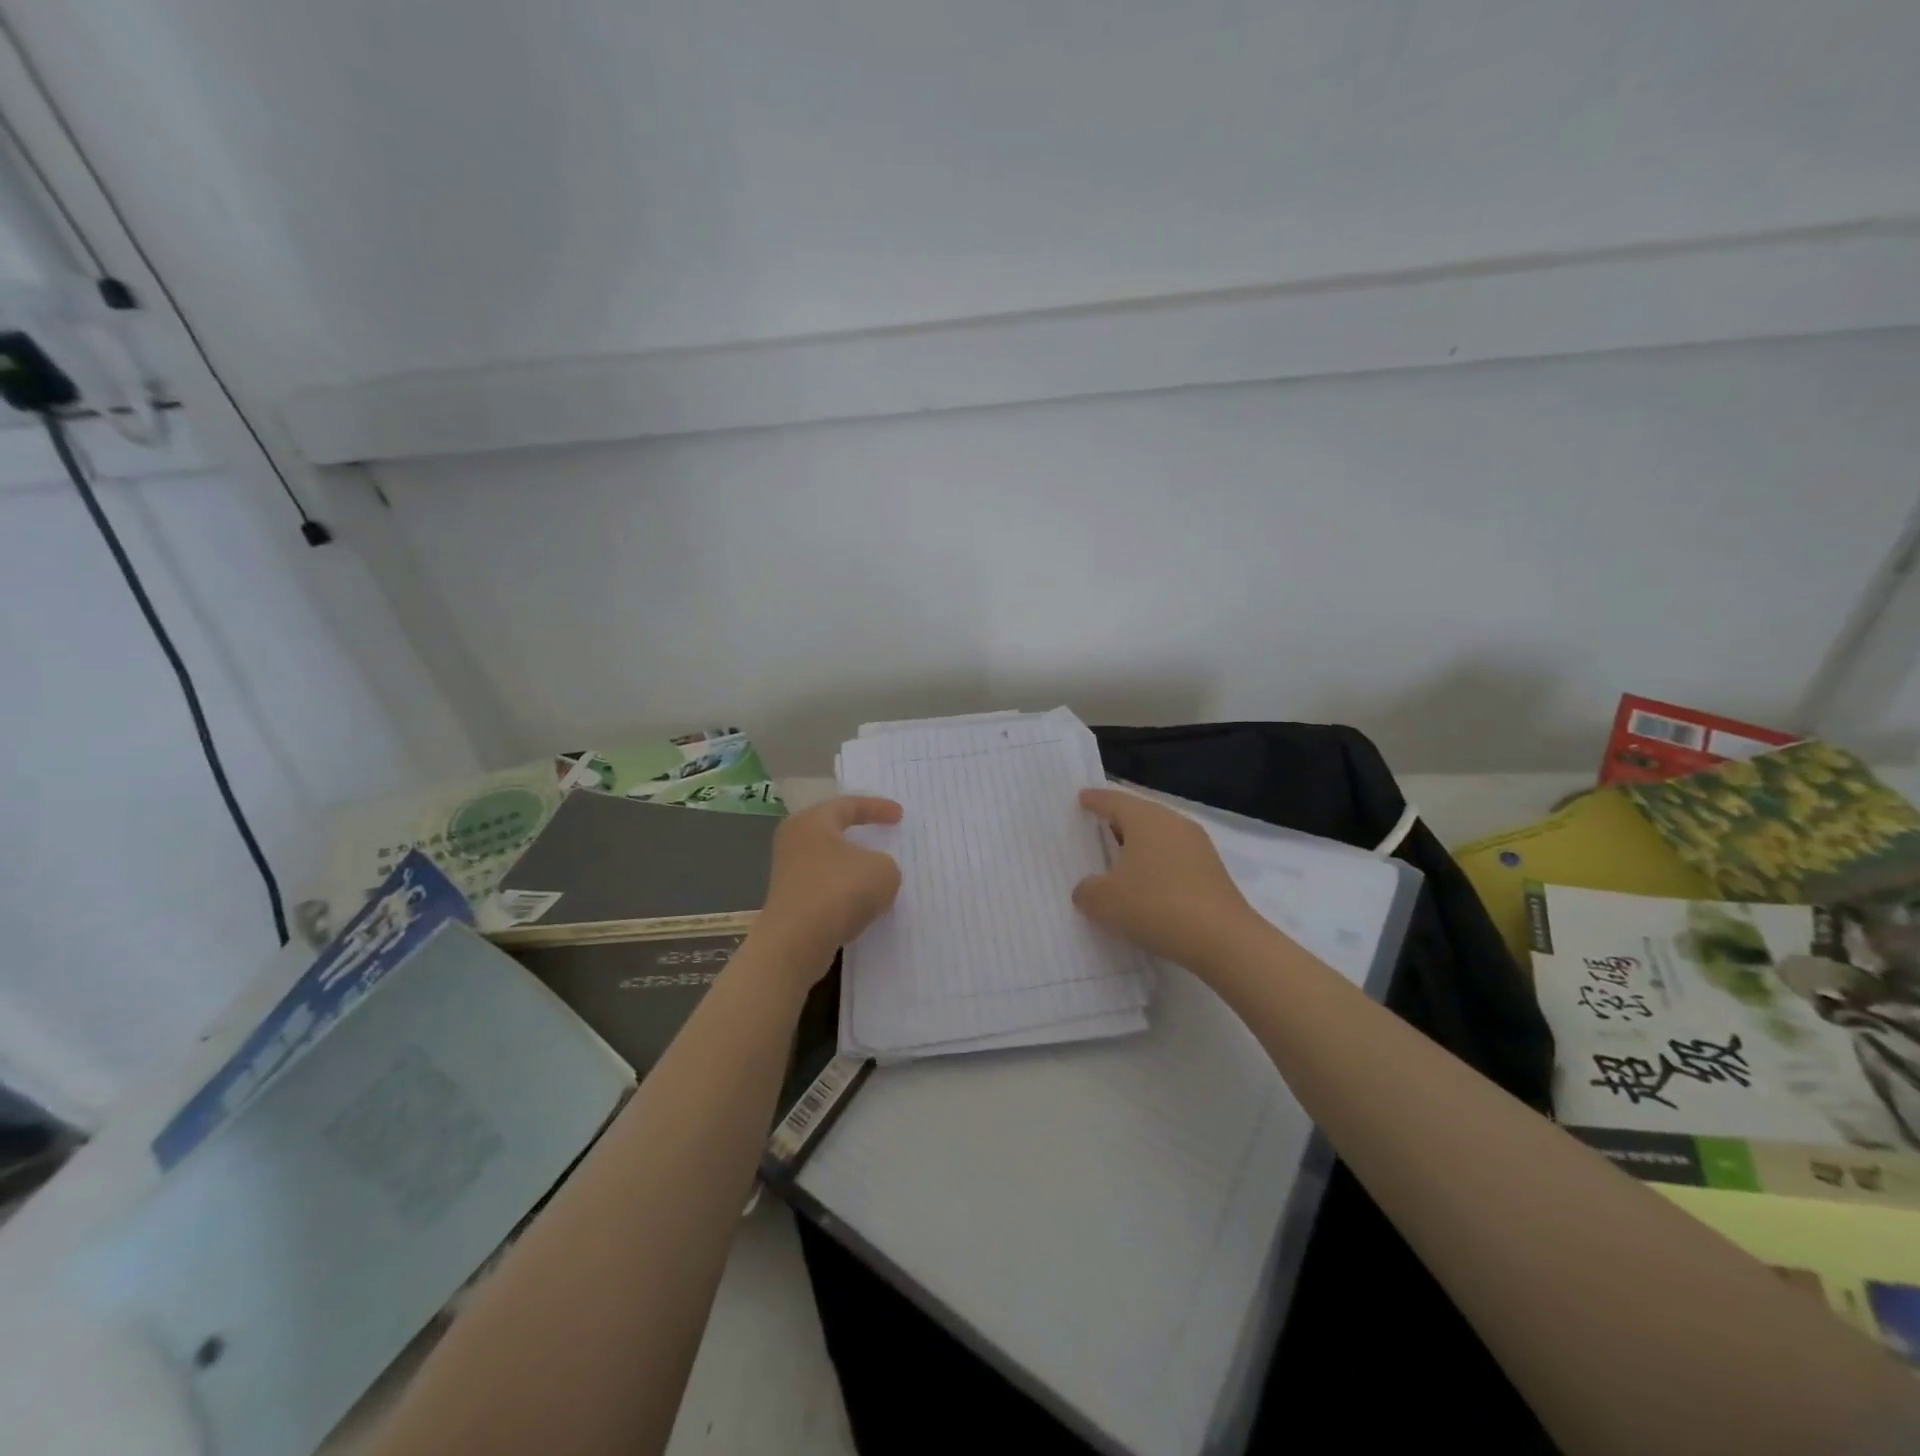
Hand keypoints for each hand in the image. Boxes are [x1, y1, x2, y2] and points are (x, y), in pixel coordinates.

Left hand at [753, 795, 903, 982]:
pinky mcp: (791, 903)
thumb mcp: (883, 870)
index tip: (900, 816)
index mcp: (812, 822)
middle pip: (833, 831)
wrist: (796, 943)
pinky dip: (845, 892)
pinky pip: (825, 888)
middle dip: (860, 834)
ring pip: (829, 862)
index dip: (877, 808)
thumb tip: (872, 872)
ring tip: (878, 874)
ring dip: (853, 868)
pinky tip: (863, 904)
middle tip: (883, 835)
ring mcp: (789, 874)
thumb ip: (885, 864)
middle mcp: (795, 842)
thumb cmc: (839, 891)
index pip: (848, 805)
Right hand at [1073, 788, 1265, 973]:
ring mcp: (1198, 846)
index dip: (1095, 800)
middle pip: (1139, 814)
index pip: (1114, 800)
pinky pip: (1174, 858)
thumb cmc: (1155, 906)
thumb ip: (1087, 890)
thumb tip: (1088, 888)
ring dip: (1138, 847)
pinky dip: (1156, 866)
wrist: (1223, 939)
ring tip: (1117, 861)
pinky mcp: (1212, 871)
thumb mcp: (1104, 901)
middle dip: (1117, 821)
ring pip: (1159, 837)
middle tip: (1095, 828)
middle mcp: (1173, 823)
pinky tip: (1146, 886)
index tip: (1082, 798)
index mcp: (1145, 819)